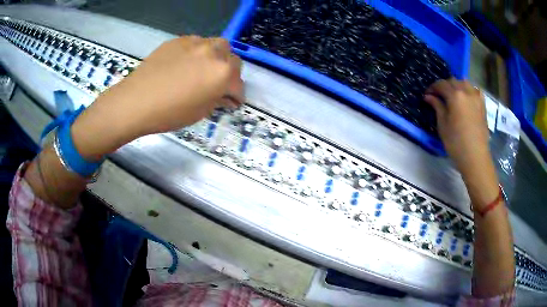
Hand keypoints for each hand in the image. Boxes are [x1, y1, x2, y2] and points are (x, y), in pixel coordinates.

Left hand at [71, 36, 243, 159]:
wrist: (136, 101)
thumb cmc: (169, 113)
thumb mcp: (199, 112)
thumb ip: (218, 100)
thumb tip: (225, 96)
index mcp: (222, 73)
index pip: (239, 84)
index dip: (236, 96)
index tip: (232, 101)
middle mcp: (213, 53)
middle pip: (232, 59)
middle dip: (229, 73)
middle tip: (218, 84)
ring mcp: (195, 42)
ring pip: (216, 45)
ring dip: (216, 58)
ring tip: (203, 69)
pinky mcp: (179, 40)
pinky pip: (196, 43)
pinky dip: (197, 53)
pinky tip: (184, 64)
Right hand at [424, 78, 488, 173]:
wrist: (475, 157)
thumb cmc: (456, 143)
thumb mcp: (443, 125)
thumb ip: (437, 106)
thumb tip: (429, 96)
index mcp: (455, 95)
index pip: (441, 84)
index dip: (432, 88)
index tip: (427, 95)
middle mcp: (466, 92)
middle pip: (453, 81)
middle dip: (444, 85)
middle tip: (439, 96)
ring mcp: (476, 97)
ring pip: (465, 82)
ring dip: (457, 85)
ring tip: (453, 95)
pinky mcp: (482, 105)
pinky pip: (476, 90)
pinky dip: (470, 90)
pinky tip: (467, 96)